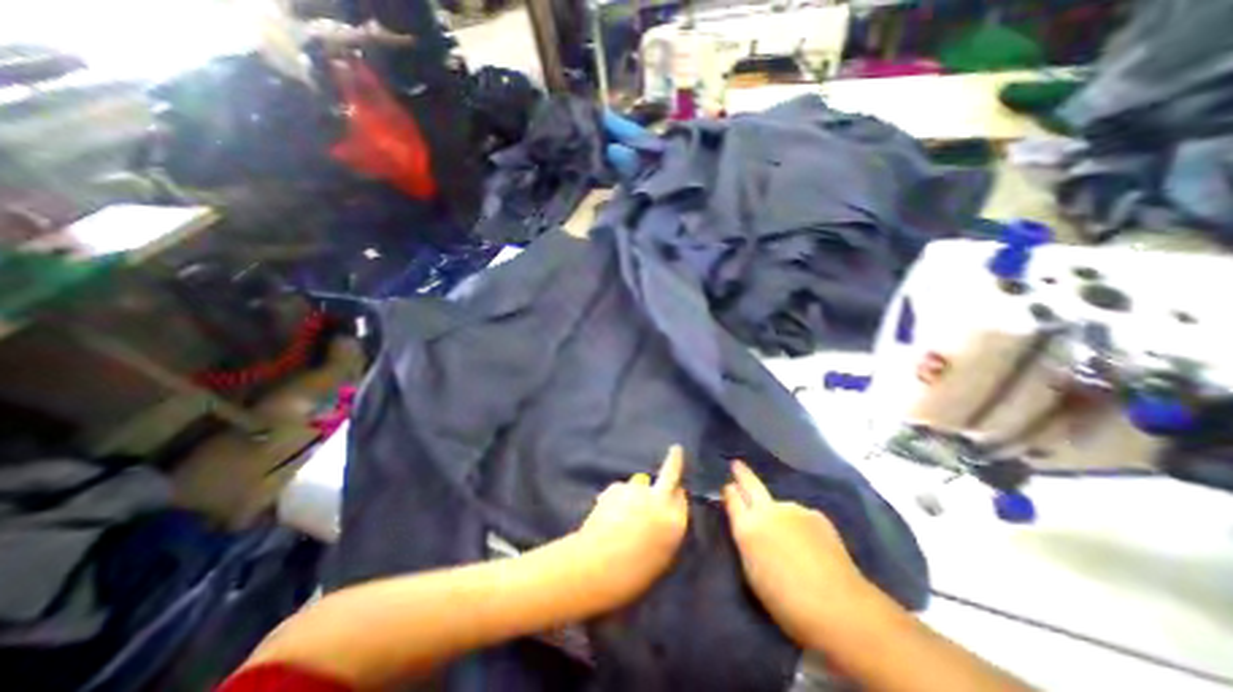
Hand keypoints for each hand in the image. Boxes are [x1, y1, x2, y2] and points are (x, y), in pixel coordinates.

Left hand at [574, 448, 688, 605]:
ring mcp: (638, 490)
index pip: (682, 497)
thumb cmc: (632, 573)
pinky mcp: (618, 487)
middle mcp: (660, 500)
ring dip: (635, 493)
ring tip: (620, 514)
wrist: (596, 568)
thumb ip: (666, 528)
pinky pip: (621, 491)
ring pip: (640, 484)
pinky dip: (617, 498)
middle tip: (676, 450)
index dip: (676, 495)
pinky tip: (607, 514)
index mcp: (676, 522)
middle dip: (674, 460)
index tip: (674, 492)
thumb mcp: (661, 556)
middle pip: (671, 473)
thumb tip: (662, 510)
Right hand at [724, 460, 864, 649]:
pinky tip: (811, 546)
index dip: (730, 492)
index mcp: (747, 527)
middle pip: (751, 484)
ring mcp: (793, 509)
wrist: (839, 606)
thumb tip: (749, 529)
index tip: (728, 487)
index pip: (732, 499)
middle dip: (742, 474)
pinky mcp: (816, 515)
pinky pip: (801, 517)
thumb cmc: (786, 601)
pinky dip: (800, 526)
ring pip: (780, 506)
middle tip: (736, 464)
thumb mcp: (752, 573)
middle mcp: (768, 511)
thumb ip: (747, 544)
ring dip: (779, 515)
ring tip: (790, 540)